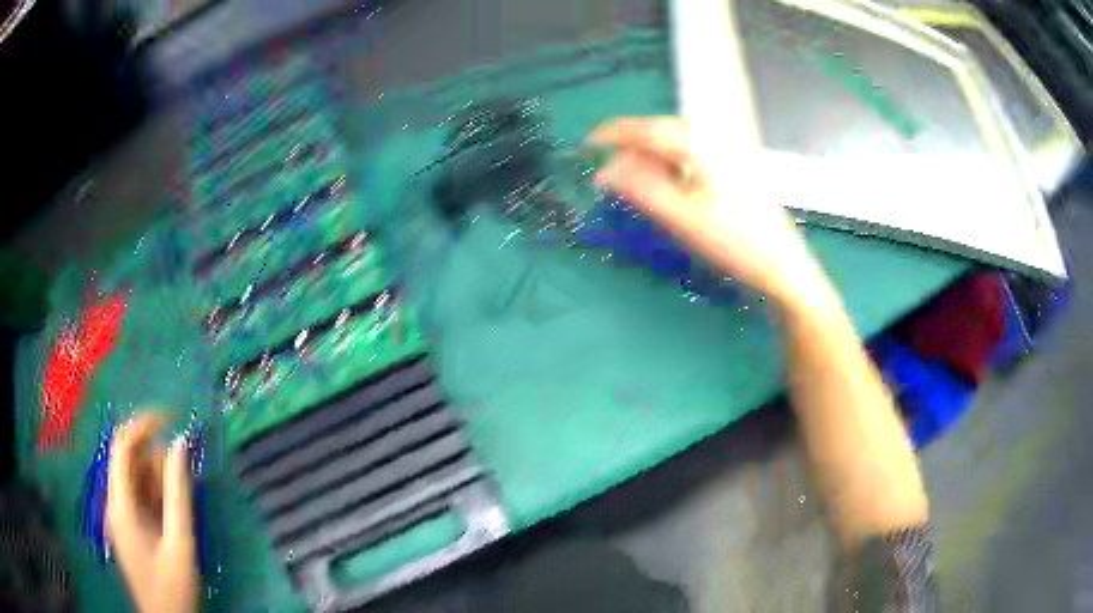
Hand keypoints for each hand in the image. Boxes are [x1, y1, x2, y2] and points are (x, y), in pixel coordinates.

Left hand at [107, 414, 198, 612]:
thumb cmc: (172, 585)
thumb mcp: (179, 541)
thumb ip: (178, 493)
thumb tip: (180, 444)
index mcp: (120, 504)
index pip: (122, 446)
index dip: (143, 424)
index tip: (170, 416)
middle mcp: (114, 503)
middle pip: (127, 461)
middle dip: (154, 455)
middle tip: (184, 464)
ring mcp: (120, 516)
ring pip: (134, 479)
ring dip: (156, 475)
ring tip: (183, 488)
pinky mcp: (128, 527)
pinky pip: (138, 497)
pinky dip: (155, 492)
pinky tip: (172, 505)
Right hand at [588, 117, 837, 312]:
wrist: (782, 267)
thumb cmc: (734, 242)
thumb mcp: (682, 217)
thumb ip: (642, 189)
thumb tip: (606, 170)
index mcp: (700, 146)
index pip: (648, 129)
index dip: (614, 133)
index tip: (588, 143)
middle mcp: (715, 142)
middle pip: (663, 133)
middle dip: (632, 147)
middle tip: (608, 172)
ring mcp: (727, 156)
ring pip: (678, 146)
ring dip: (651, 158)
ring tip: (631, 180)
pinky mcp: (733, 173)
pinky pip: (692, 159)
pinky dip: (670, 167)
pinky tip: (665, 185)